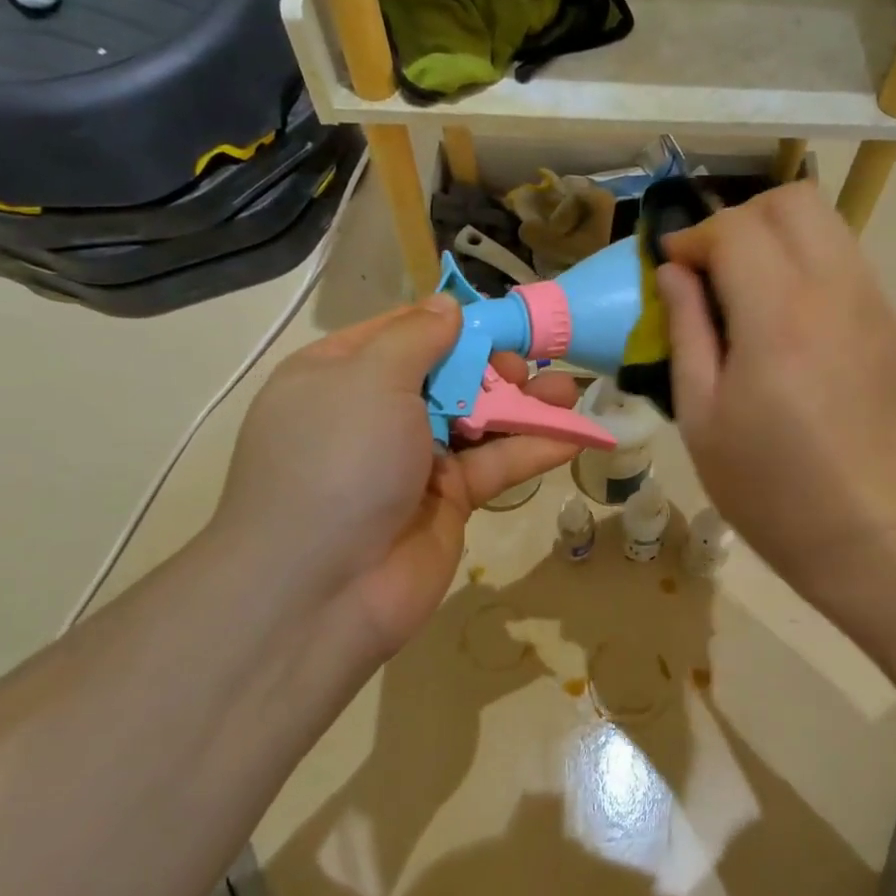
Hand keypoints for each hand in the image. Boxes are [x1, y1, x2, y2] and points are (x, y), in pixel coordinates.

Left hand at [210, 298, 578, 660]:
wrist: (322, 589)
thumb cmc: (338, 460)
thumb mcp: (369, 379)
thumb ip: (417, 338)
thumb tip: (447, 306)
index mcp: (341, 375)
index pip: (403, 333)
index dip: (452, 323)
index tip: (500, 319)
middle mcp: (376, 414)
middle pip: (448, 375)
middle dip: (494, 366)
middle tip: (528, 368)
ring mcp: (414, 460)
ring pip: (479, 420)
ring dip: (524, 405)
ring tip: (567, 392)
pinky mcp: (449, 501)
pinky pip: (495, 465)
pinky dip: (532, 449)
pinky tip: (574, 436)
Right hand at [656, 183, 895, 600]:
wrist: (859, 529)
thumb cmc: (763, 484)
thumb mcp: (700, 414)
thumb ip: (685, 329)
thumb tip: (673, 272)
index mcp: (778, 319)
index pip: (736, 229)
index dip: (695, 237)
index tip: (673, 266)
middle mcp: (836, 293)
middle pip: (793, 202)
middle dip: (741, 219)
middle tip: (713, 268)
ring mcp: (876, 306)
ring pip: (828, 225)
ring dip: (779, 239)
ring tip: (750, 290)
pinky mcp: (894, 326)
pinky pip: (849, 265)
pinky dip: (810, 267)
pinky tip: (791, 320)